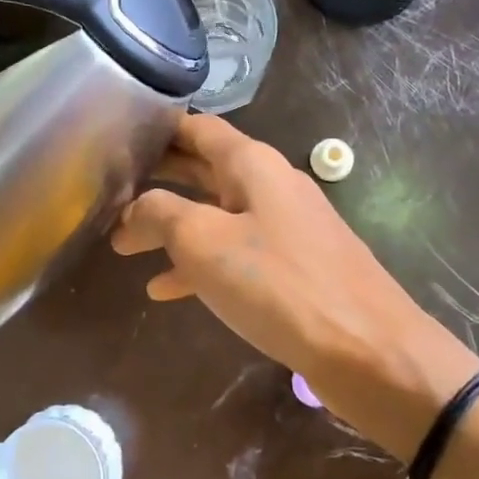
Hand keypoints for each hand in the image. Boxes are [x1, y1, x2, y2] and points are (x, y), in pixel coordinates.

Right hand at [112, 115, 476, 449]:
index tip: (119, 135)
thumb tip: (133, 208)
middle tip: (111, 187)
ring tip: (125, 245)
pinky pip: (236, 255)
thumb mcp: (204, 242)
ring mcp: (286, 228)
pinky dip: (200, 264)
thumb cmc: (279, 284)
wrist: (367, 350)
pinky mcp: (294, 269)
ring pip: (216, 215)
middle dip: (160, 179)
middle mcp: (271, 186)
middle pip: (204, 170)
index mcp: (253, 165)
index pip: (198, 128)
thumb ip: (160, 214)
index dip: (159, 129)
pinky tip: (165, 289)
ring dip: (173, 227)